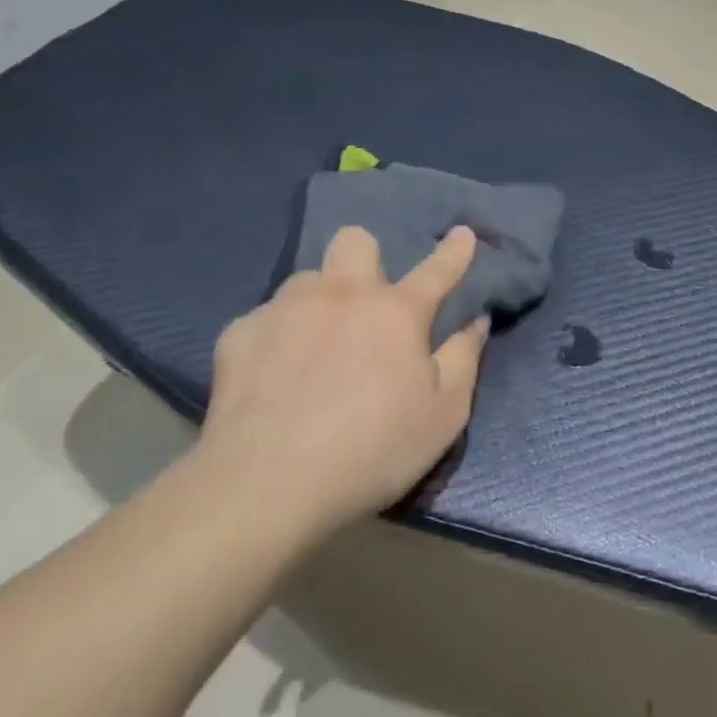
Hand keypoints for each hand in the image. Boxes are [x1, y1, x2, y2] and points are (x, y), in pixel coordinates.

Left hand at [197, 226, 488, 541]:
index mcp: (396, 311)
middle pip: (355, 241)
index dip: (454, 251)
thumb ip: (464, 359)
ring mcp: (285, 308)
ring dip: (320, 301)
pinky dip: (277, 339)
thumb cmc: (373, 450)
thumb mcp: (444, 414)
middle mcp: (342, 293)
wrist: (268, 483)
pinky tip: (272, 378)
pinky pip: (265, 319)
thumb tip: (477, 321)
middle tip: (366, 303)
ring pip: (307, 279)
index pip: (436, 269)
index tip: (462, 233)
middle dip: (366, 258)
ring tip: (315, 348)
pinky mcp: (240, 332)